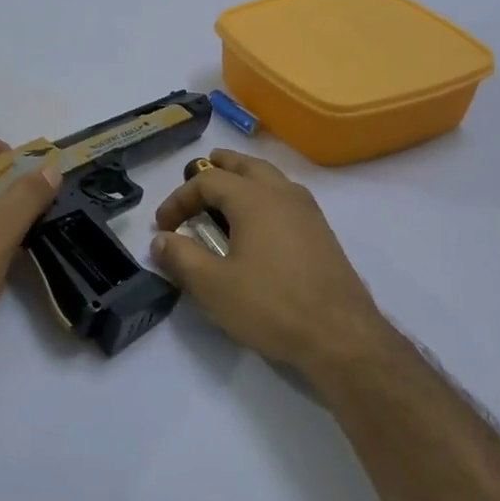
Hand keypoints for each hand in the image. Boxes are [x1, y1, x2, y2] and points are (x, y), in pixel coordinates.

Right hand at [150, 150, 395, 378]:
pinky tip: (258, 224)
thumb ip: (181, 258)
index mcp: (254, 199)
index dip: (179, 198)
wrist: (340, 335)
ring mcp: (308, 211)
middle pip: (247, 165)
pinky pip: (287, 197)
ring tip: (226, 194)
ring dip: (244, 178)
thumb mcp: (213, 286)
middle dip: (219, 166)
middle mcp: (283, 194)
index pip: (207, 181)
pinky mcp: (322, 232)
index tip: (163, 226)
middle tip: (199, 171)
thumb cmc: (271, 306)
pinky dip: (264, 196)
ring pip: (271, 178)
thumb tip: (160, 239)